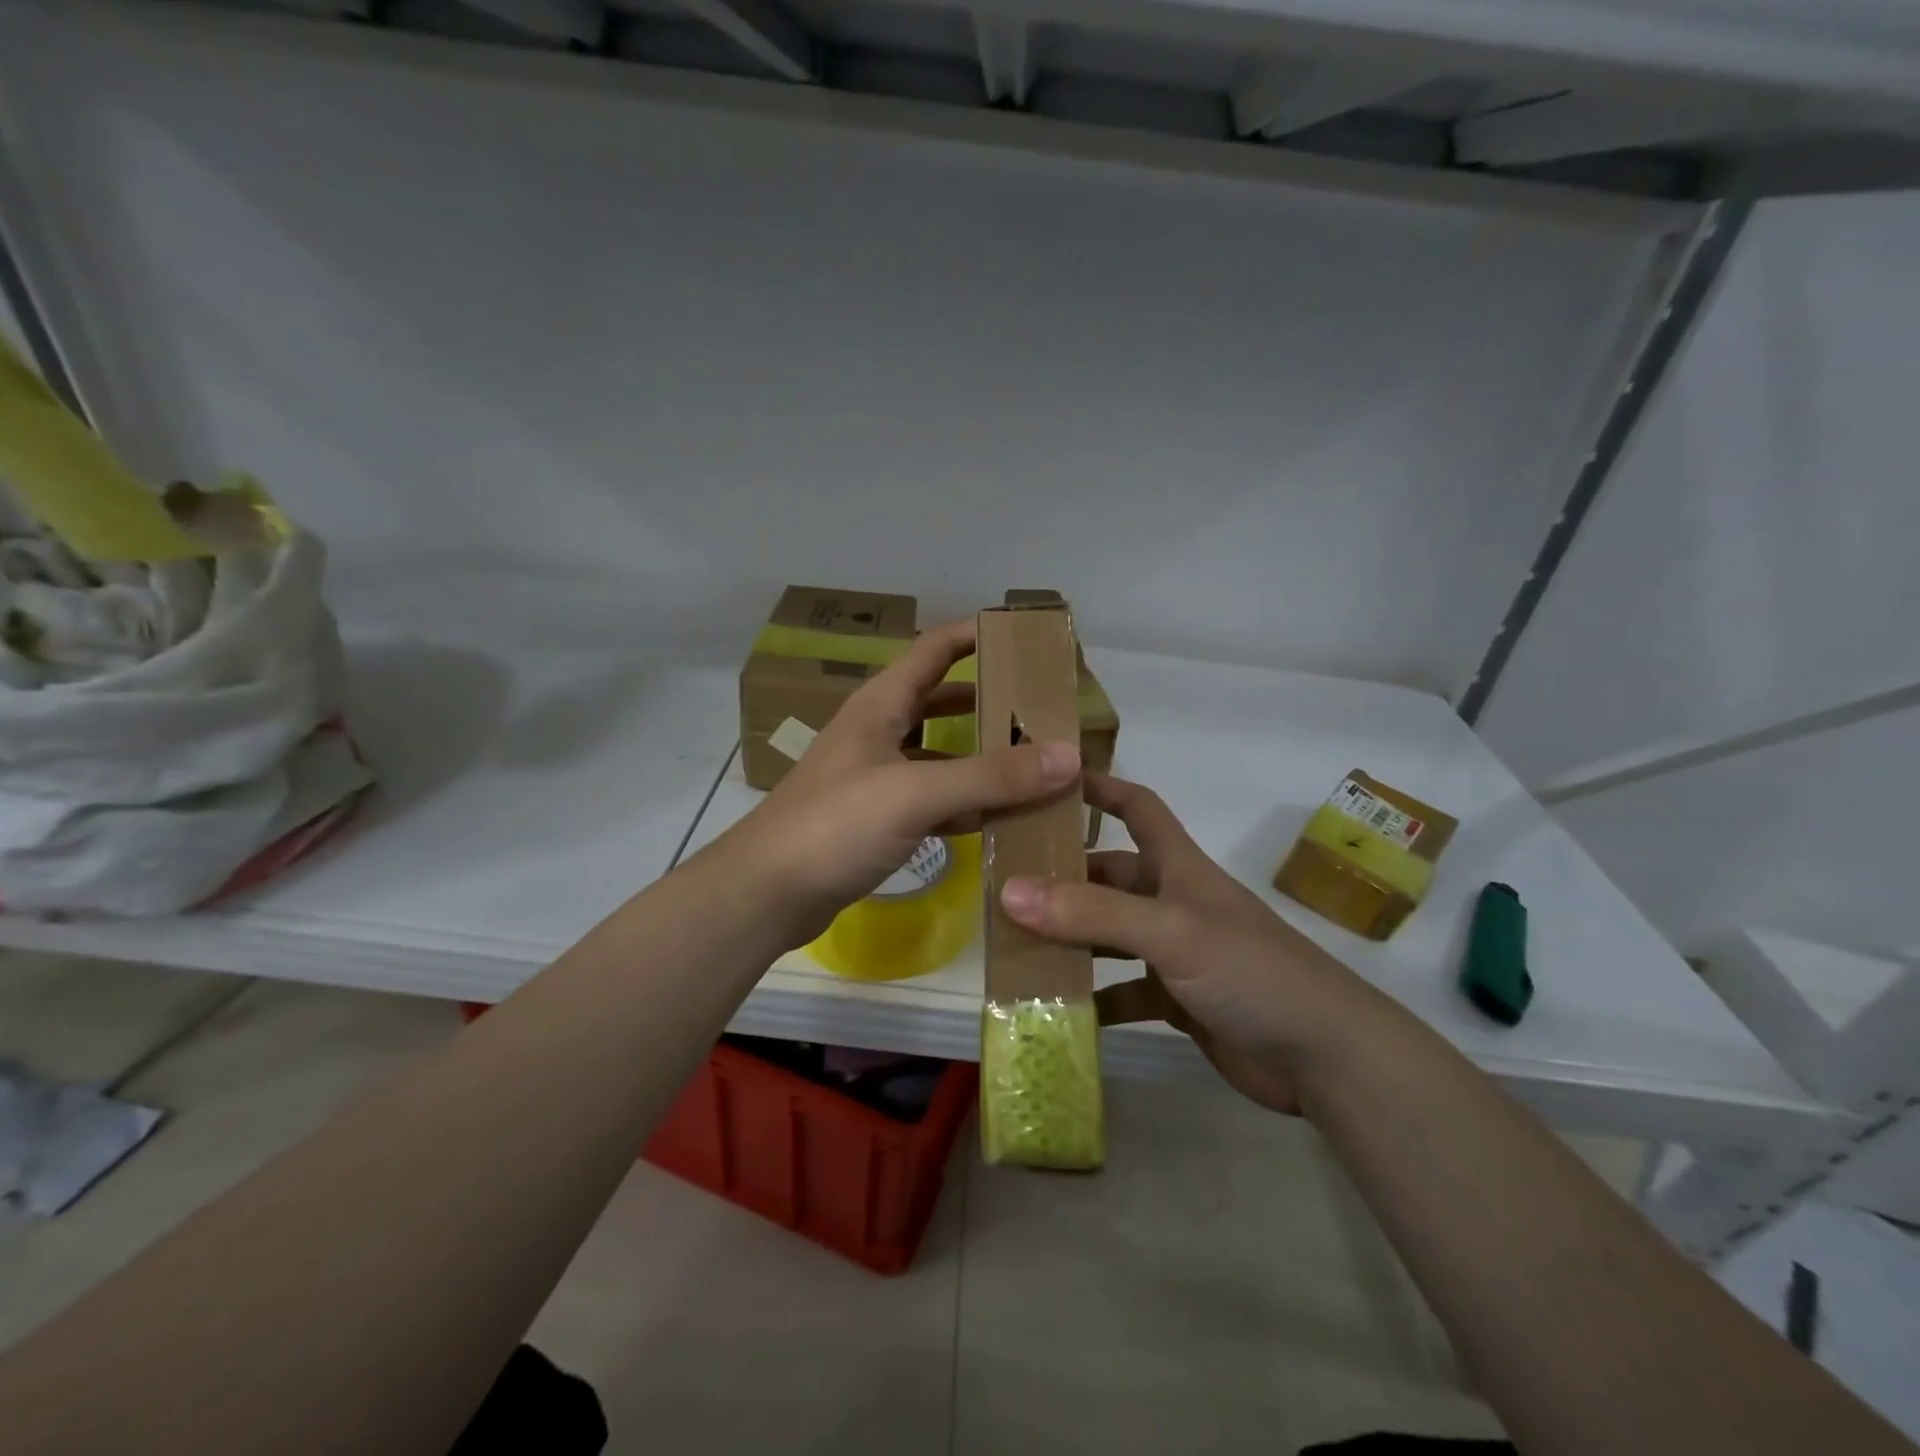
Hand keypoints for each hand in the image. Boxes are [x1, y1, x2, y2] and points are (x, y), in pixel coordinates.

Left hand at [706, 619, 1080, 947]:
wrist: (766, 893)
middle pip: (941, 700)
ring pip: (940, 753)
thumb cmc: (834, 825)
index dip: (976, 635)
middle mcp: (879, 732)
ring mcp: (877, 777)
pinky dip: (965, 803)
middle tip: (1043, 708)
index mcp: (881, 705)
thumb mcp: (914, 793)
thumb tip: (1069, 755)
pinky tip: (999, 816)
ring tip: (1035, 761)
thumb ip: (990, 776)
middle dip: (989, 699)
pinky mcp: (877, 819)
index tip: (1026, 637)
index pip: (935, 649)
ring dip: (981, 755)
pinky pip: (932, 799)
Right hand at [999, 774, 1393, 1115]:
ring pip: (1110, 935)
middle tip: (1003, 884)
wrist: (1325, 1056)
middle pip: (1110, 876)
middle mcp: (1173, 902)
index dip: (1101, 788)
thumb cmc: (1251, 971)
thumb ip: (1093, 913)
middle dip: (1064, 877)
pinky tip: (1056, 1007)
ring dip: (1070, 940)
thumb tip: (1009, 891)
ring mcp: (1176, 953)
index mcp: (1178, 868)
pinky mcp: (1178, 1001)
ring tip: (1014, 945)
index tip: (1050, 780)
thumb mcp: (1170, 931)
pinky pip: (1123, 991)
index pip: (1138, 807)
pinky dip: (1094, 997)